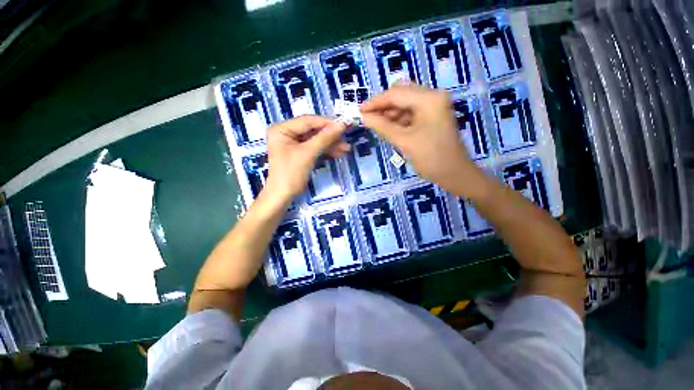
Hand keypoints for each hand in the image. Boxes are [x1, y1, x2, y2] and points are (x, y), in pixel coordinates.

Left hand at [265, 116, 348, 197]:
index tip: (344, 125)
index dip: (327, 123)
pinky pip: (314, 148)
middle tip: (347, 137)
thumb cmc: (291, 173)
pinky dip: (326, 151)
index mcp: (282, 129)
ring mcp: (293, 143)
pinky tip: (338, 153)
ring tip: (346, 148)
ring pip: (316, 140)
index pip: (308, 121)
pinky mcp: (299, 153)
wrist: (283, 196)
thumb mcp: (308, 153)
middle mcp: (286, 133)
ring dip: (331, 144)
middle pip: (313, 130)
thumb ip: (325, 138)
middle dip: (330, 136)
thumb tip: (342, 124)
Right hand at [360, 84, 482, 196]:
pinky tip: (389, 128)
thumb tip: (363, 117)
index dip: (375, 102)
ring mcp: (434, 105)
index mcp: (429, 99)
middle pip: (401, 93)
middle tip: (368, 117)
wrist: (454, 174)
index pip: (396, 93)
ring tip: (376, 125)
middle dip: (383, 105)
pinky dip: (398, 118)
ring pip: (405, 102)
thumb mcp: (404, 141)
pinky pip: (411, 112)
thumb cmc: (431, 158)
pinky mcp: (433, 115)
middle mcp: (433, 96)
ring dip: (390, 112)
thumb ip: (382, 126)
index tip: (359, 110)